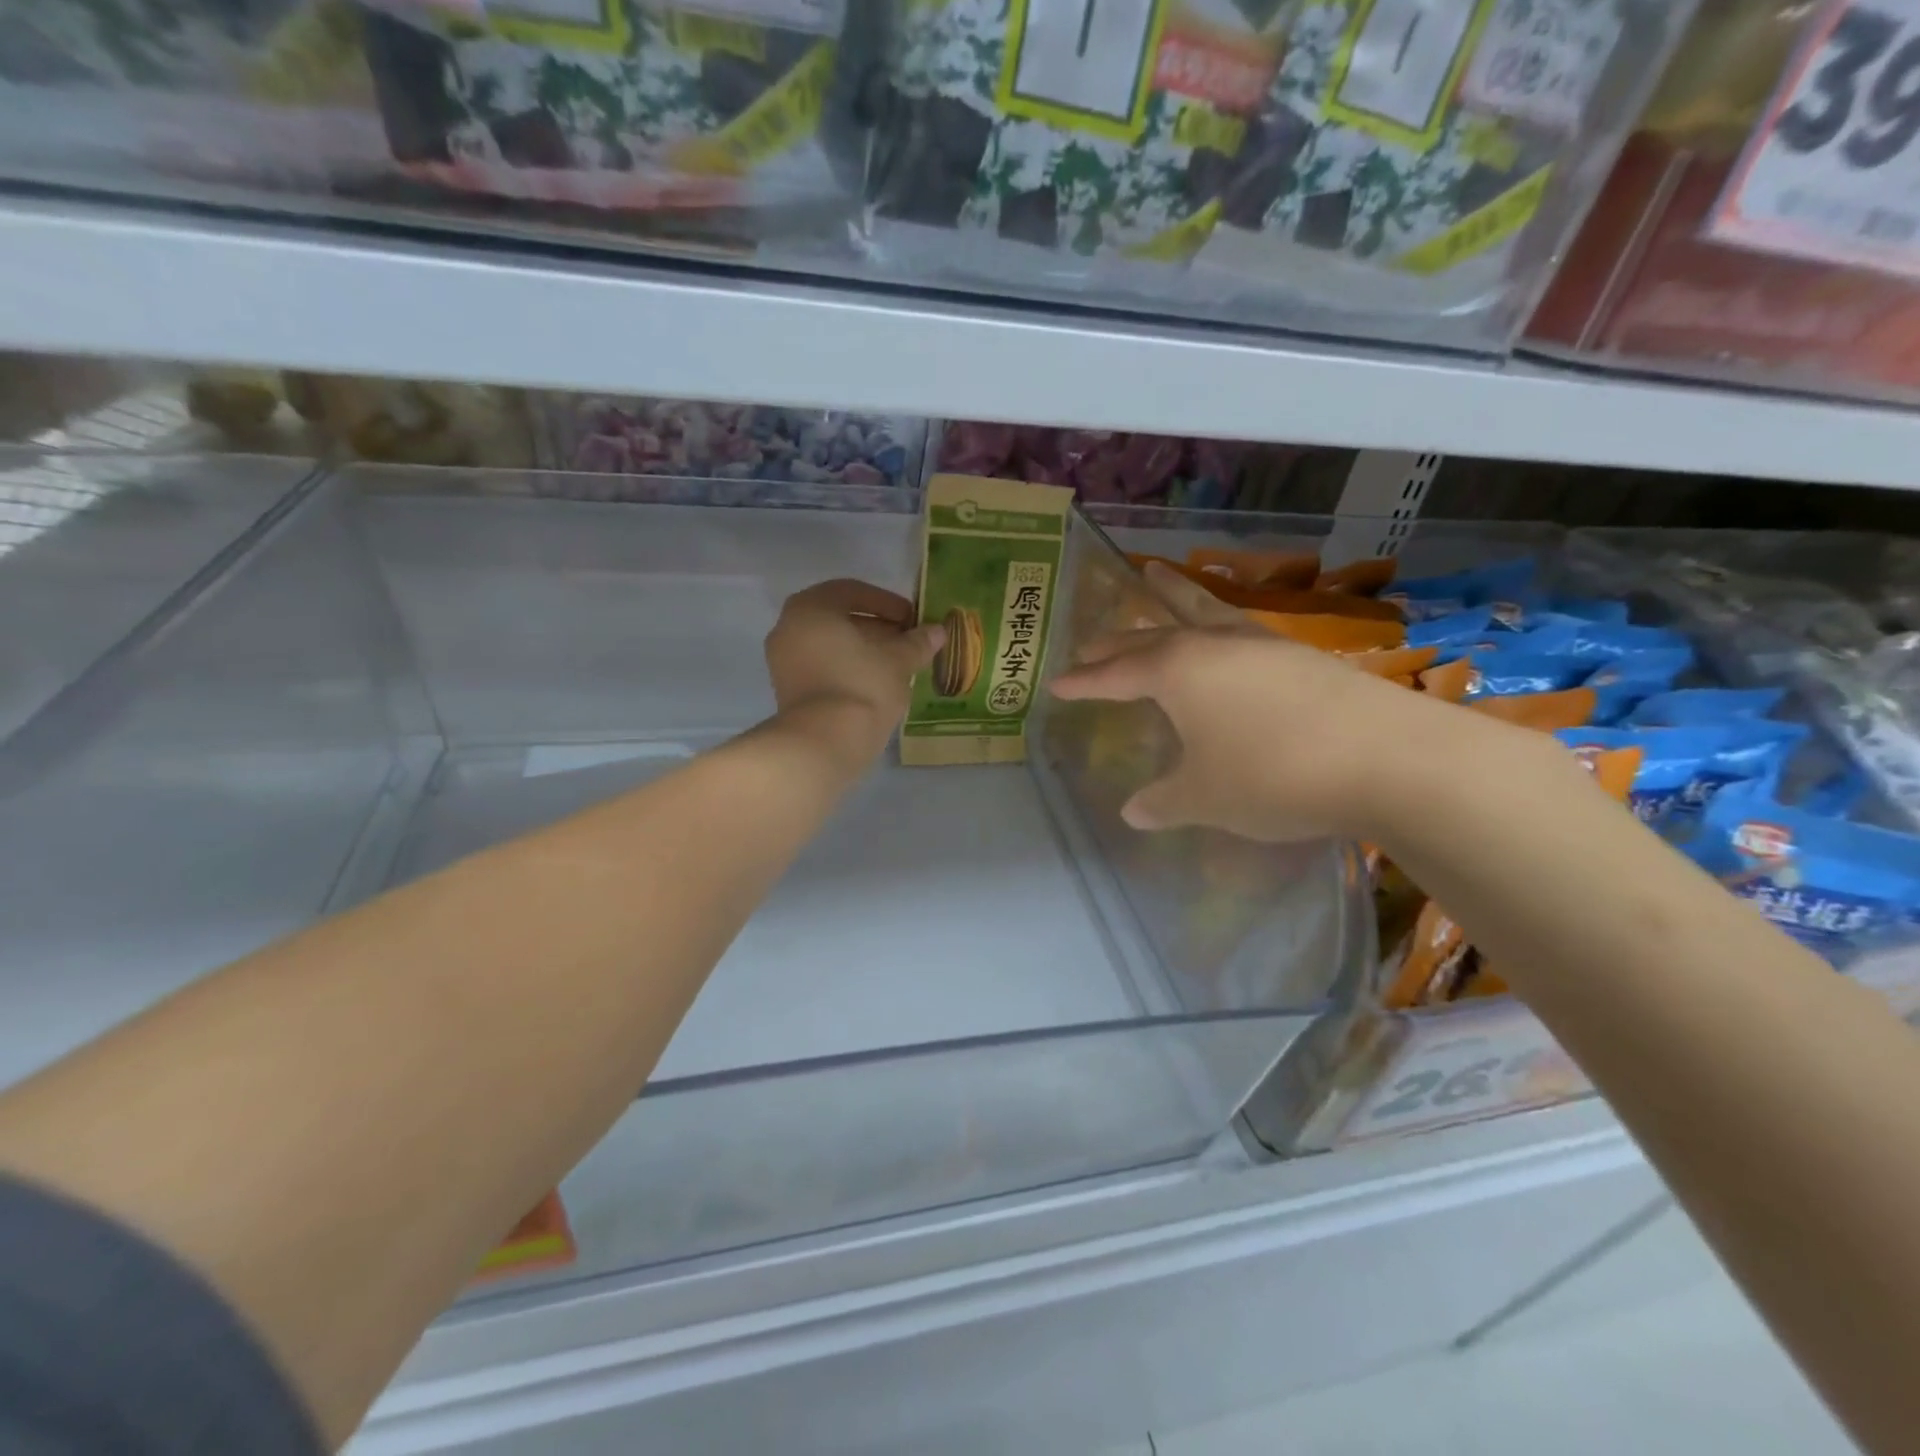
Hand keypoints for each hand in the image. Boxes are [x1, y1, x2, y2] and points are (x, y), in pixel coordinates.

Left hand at [764, 579, 945, 766]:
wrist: (823, 743)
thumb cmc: (861, 687)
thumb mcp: (898, 661)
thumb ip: (917, 642)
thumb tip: (938, 631)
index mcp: (811, 608)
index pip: (853, 592)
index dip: (888, 603)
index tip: (913, 619)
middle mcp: (789, 627)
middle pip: (840, 619)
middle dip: (877, 628)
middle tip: (908, 642)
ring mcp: (783, 661)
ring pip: (831, 646)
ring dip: (864, 651)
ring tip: (898, 666)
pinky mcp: (788, 691)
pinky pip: (823, 668)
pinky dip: (848, 669)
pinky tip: (876, 685)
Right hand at [1050, 580, 1513, 842]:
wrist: (1388, 759)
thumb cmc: (1273, 775)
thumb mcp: (1205, 797)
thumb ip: (1163, 802)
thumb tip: (1133, 811)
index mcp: (1177, 671)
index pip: (1115, 674)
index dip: (1084, 682)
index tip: (1056, 683)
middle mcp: (1213, 645)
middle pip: (1151, 634)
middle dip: (1117, 639)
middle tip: (1089, 640)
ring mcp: (1260, 644)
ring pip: (1201, 610)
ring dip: (1172, 597)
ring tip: (1154, 576)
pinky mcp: (1299, 655)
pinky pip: (1238, 627)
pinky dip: (1216, 621)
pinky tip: (1225, 633)